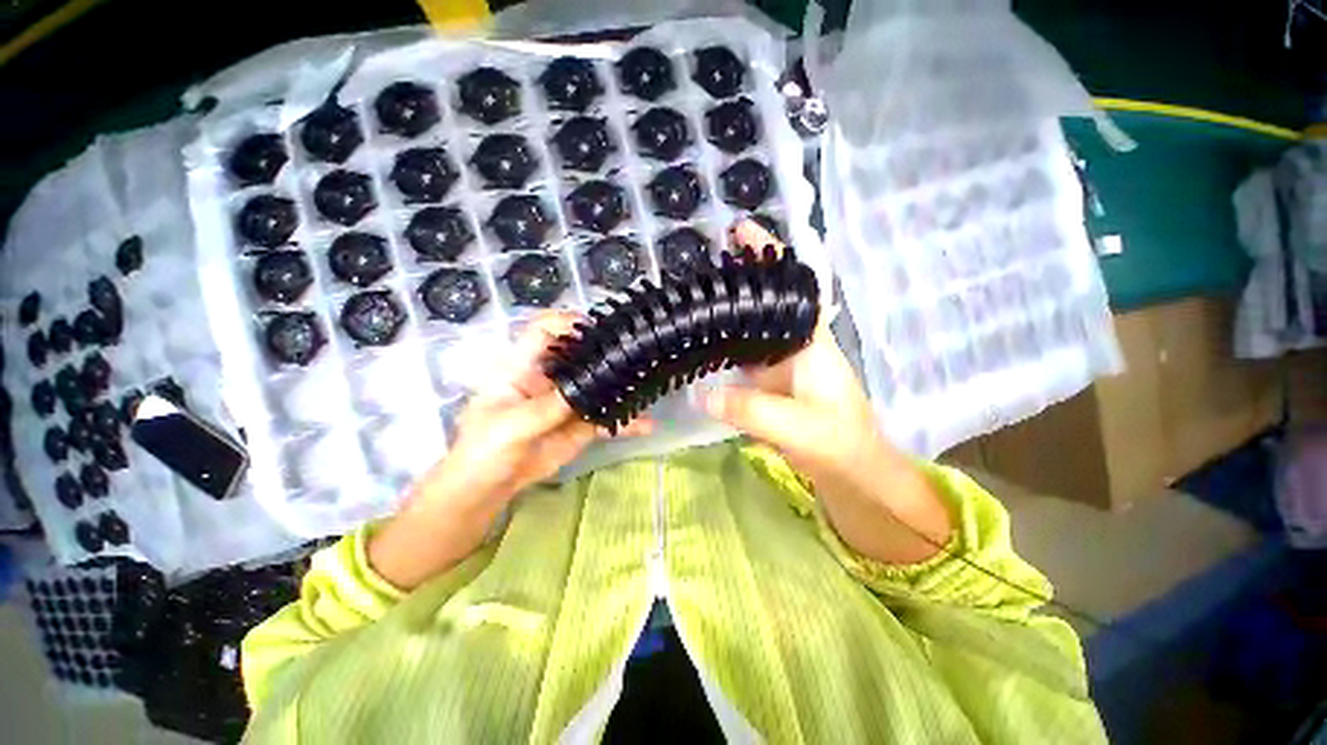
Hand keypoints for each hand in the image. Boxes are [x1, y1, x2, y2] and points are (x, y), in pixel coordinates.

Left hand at [368, 312, 650, 589]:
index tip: (594, 330)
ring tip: (646, 382)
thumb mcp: (510, 425)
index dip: (566, 323)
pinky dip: (625, 421)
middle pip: (578, 354)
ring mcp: (568, 401)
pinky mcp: (580, 424)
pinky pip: (605, 418)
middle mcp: (550, 378)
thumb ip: (547, 407)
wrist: (488, 488)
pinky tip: (647, 424)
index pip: (543, 331)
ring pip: (597, 384)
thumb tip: (585, 388)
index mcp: (523, 368)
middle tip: (632, 352)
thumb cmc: (484, 449)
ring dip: (620, 384)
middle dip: (603, 350)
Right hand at [704, 220, 951, 565]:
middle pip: (764, 302)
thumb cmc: (840, 446)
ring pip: (749, 328)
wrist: (853, 472)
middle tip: (697, 267)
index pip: (791, 288)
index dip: (770, 257)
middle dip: (736, 279)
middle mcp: (793, 345)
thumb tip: (701, 394)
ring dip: (725, 311)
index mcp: (810, 343)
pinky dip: (720, 345)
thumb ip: (753, 411)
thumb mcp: (799, 429)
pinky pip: (739, 356)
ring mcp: (778, 364)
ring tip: (690, 299)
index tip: (741, 231)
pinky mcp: (766, 383)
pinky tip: (698, 342)